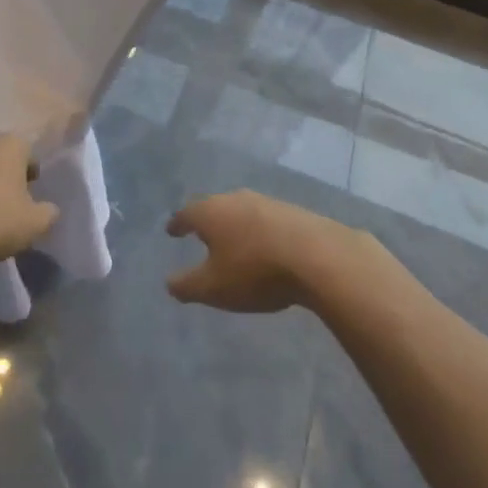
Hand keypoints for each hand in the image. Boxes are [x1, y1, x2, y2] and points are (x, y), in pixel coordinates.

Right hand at [166, 190, 361, 312]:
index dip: (178, 224)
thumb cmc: (255, 271)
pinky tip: (264, 245)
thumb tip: (169, 282)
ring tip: (233, 240)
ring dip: (235, 225)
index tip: (172, 230)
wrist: (318, 256)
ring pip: (241, 211)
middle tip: (200, 233)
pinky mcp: (293, 212)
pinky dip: (258, 231)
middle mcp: (236, 199)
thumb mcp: (214, 288)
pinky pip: (266, 220)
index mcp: (211, 212)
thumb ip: (187, 285)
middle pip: (214, 207)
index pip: (186, 214)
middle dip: (206, 221)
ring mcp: (266, 202)